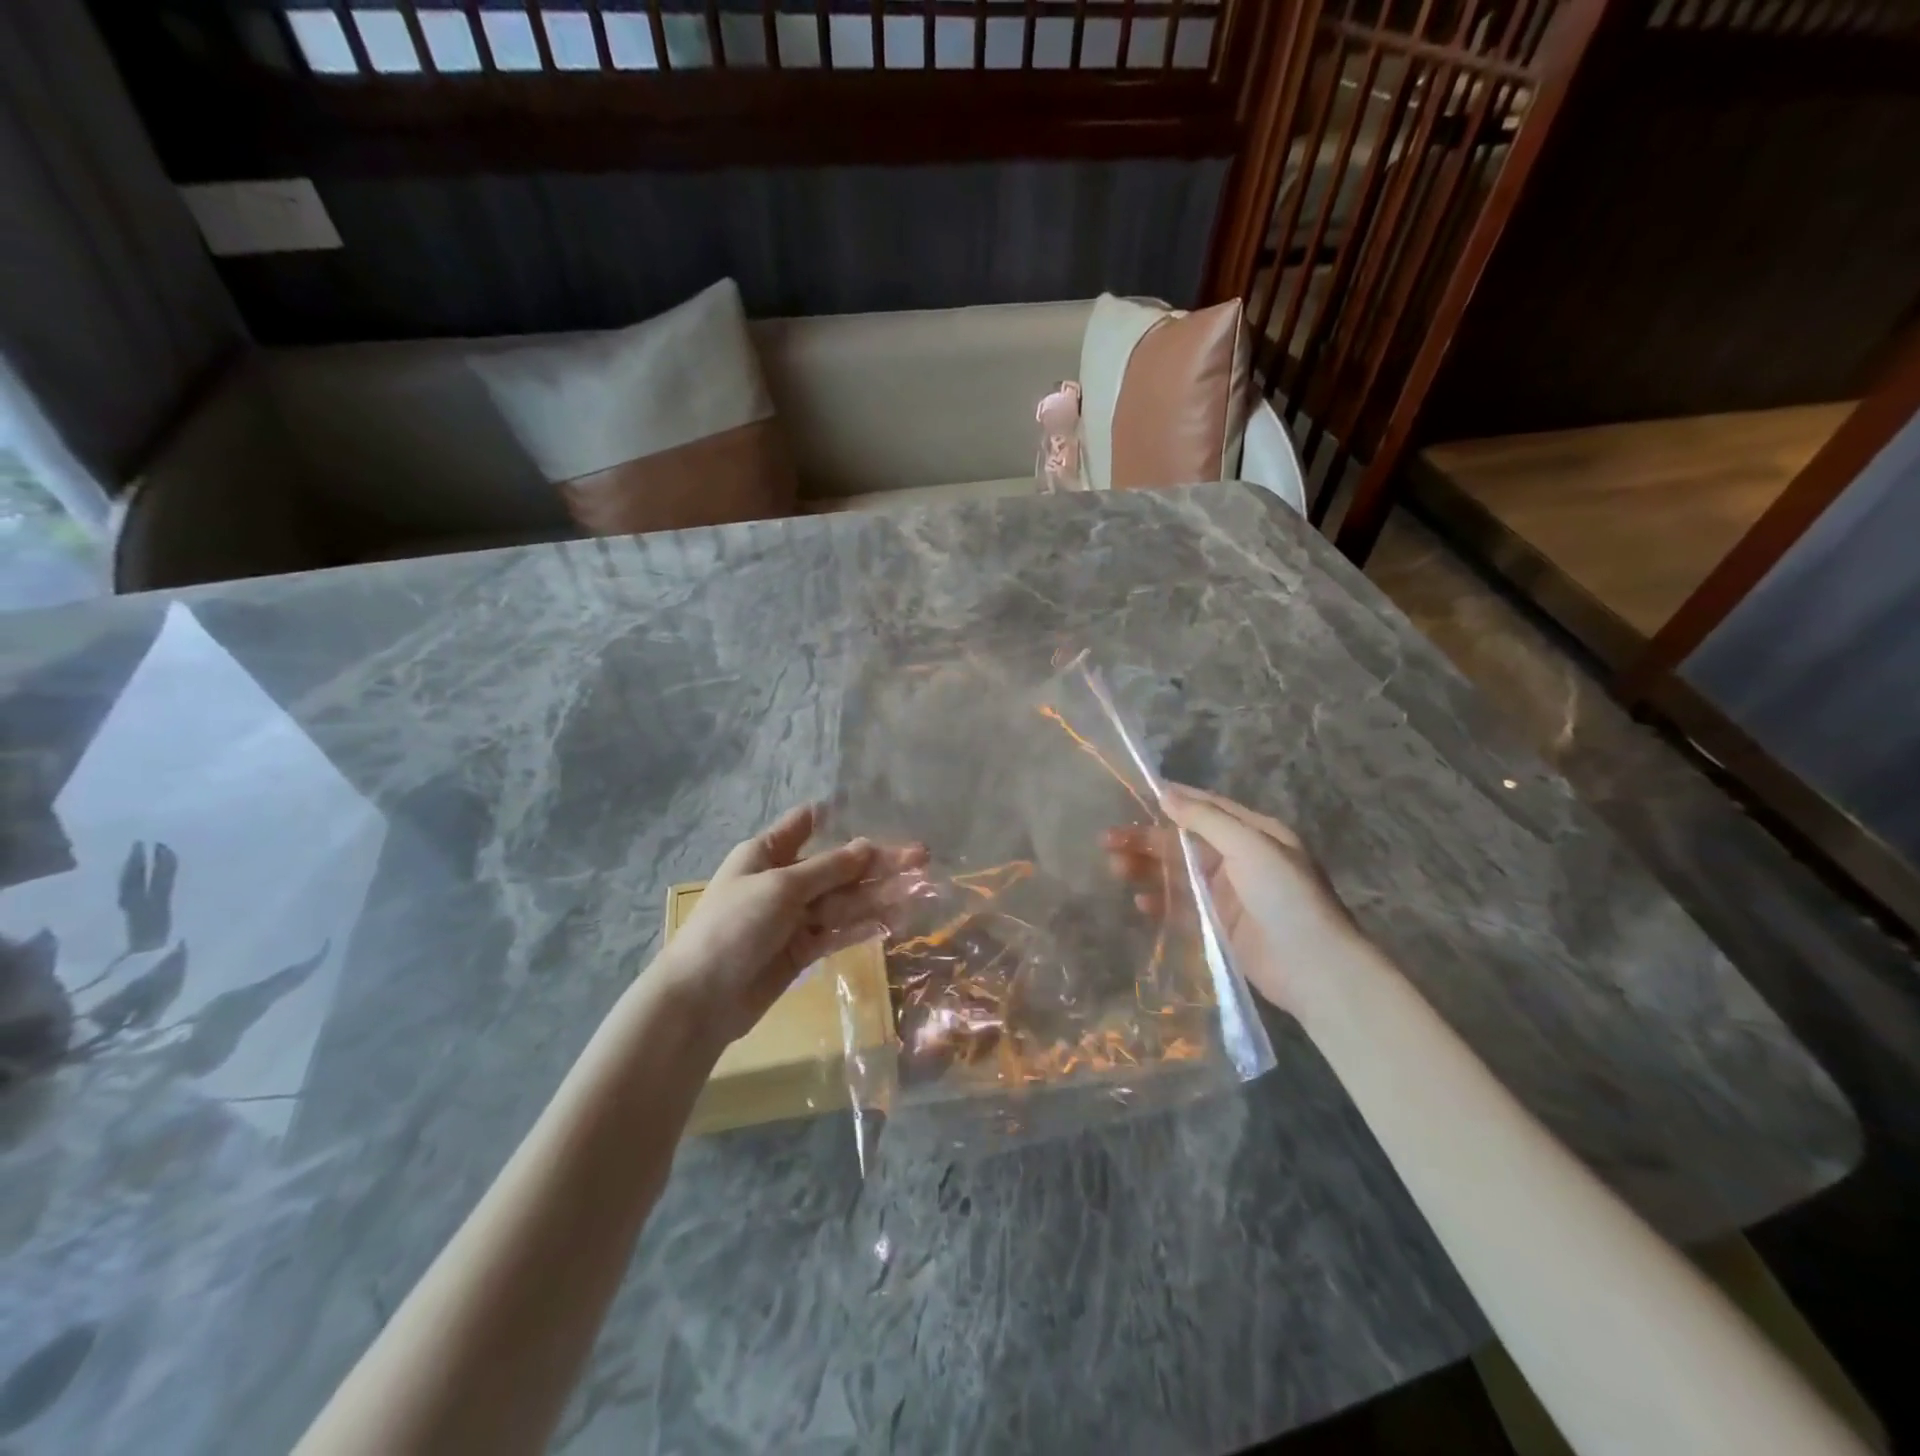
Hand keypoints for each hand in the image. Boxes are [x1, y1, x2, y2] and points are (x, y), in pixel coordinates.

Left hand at [648, 805, 927, 1047]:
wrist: (701, 1000)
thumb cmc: (734, 927)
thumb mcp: (781, 887)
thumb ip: (828, 869)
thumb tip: (867, 846)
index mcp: (766, 853)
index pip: (804, 825)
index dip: (836, 817)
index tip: (875, 810)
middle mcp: (783, 880)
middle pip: (837, 866)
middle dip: (877, 862)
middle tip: (921, 856)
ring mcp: (793, 918)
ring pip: (844, 901)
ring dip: (879, 894)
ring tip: (920, 888)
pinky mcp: (801, 951)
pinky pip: (838, 932)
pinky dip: (863, 926)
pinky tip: (895, 919)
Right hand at [1104, 784, 1365, 1015]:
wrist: (1314, 969)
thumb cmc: (1286, 897)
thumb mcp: (1251, 847)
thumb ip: (1207, 820)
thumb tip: (1166, 793)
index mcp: (1254, 833)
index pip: (1207, 807)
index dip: (1173, 800)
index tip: (1135, 793)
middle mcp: (1240, 858)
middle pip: (1183, 841)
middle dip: (1147, 838)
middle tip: (1107, 839)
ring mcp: (1228, 894)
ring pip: (1177, 873)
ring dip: (1146, 868)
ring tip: (1114, 867)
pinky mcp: (1219, 926)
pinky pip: (1182, 907)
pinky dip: (1160, 902)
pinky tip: (1140, 903)